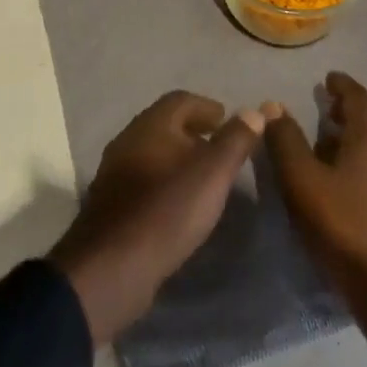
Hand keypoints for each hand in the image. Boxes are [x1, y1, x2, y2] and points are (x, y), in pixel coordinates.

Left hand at [48, 91, 263, 344]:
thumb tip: (255, 111)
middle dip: (194, 132)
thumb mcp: (212, 173)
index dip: (208, 107)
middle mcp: (128, 140)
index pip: (181, 100)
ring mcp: (115, 172)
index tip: (228, 121)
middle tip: (220, 148)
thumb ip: (235, 140)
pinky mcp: (111, 203)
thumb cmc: (168, 210)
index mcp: (151, 124)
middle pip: (165, 124)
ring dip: (179, 158)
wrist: (112, 266)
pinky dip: (165, 181)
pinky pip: (144, 179)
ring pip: (153, 152)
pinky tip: (179, 204)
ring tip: (205, 178)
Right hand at [264, 72, 366, 366]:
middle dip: (352, 110)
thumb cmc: (345, 228)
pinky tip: (350, 181)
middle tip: (328, 109)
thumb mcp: (303, 182)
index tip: (328, 78)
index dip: (342, 85)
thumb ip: (286, 142)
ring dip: (361, 136)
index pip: (359, 97)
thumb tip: (273, 106)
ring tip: (334, 144)